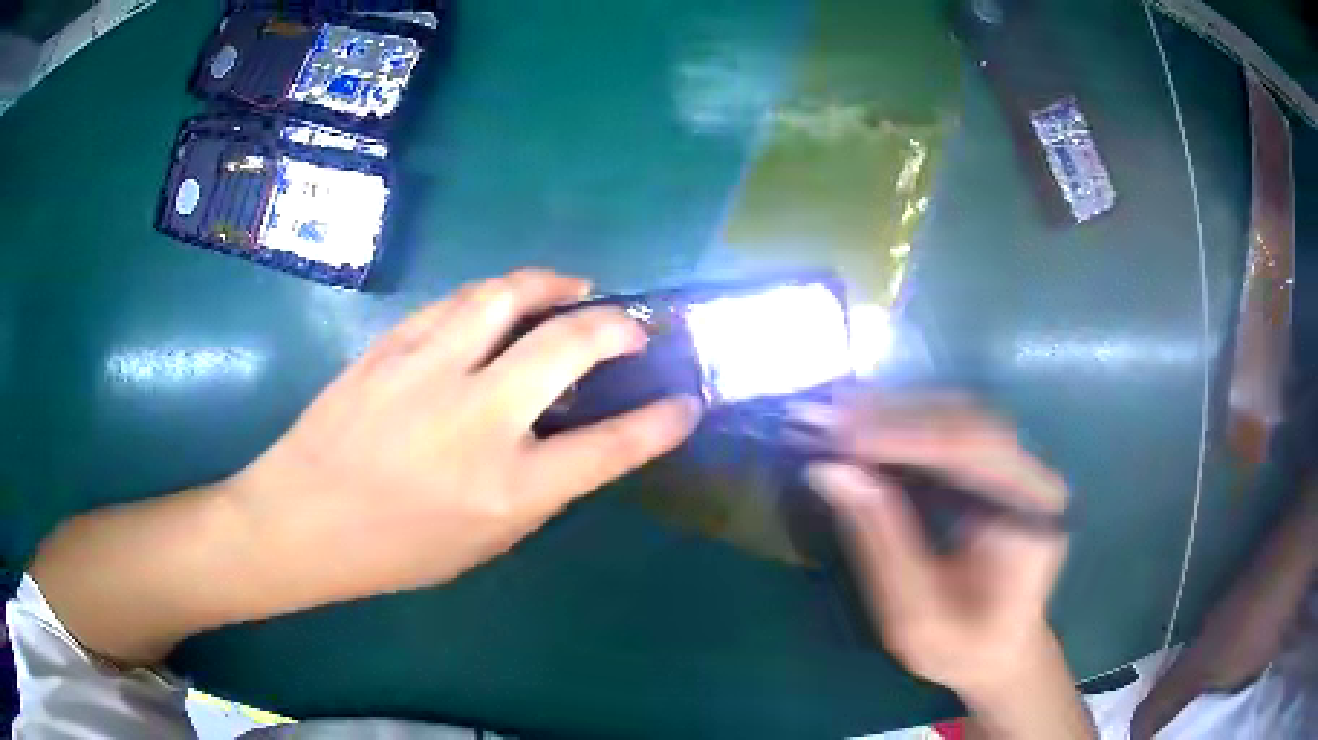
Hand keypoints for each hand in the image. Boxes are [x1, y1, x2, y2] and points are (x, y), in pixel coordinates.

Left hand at [230, 268, 701, 606]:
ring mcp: (430, 370)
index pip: (610, 447)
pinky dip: (496, 294)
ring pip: (509, 296)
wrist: (304, 517)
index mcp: (507, 488)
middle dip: (618, 328)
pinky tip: (504, 302)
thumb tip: (577, 439)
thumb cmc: (396, 547)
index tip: (686, 402)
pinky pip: (458, 301)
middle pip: (570, 345)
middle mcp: (478, 419)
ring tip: (575, 289)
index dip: (660, 423)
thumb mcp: (483, 542)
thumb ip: (538, 489)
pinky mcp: (394, 344)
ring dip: (555, 285)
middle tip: (633, 327)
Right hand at [802, 396, 1068, 698]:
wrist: (997, 654)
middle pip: (966, 422)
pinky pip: (951, 435)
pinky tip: (864, 432)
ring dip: (895, 415)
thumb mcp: (914, 613)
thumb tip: (831, 471)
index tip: (840, 436)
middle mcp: (1033, 479)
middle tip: (825, 416)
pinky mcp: (997, 472)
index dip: (904, 437)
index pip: (972, 451)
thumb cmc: (960, 647)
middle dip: (894, 416)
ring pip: (957, 418)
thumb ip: (879, 542)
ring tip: (835, 417)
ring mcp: (1018, 470)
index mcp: (1030, 517)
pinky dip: (904, 429)